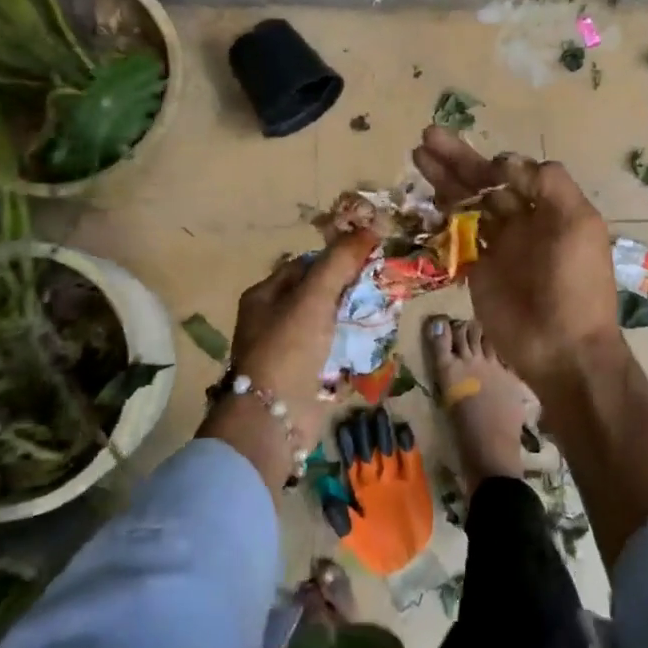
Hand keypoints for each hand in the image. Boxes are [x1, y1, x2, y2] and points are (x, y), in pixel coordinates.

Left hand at [228, 228, 377, 444]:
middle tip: (380, 287)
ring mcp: (288, 352)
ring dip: (353, 320)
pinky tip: (374, 344)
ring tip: (383, 313)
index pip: (304, 266)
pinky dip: (352, 349)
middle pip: (318, 296)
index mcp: (264, 297)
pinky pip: (333, 354)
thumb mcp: (314, 297)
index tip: (367, 259)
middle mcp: (272, 322)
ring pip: (328, 325)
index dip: (335, 260)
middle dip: (348, 291)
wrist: (273, 419)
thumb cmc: (288, 348)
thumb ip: (340, 262)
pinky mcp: (305, 378)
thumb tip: (371, 227)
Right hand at [411, 126, 620, 391]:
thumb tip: (506, 162)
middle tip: (427, 136)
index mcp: (550, 208)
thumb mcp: (578, 224)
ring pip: (466, 204)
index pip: (516, 174)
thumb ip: (549, 184)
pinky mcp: (477, 269)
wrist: (563, 348)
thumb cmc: (575, 283)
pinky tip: (424, 198)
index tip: (487, 168)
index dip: (496, 164)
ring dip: (444, 179)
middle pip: (485, 183)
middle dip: (457, 160)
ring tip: (417, 153)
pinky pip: (456, 236)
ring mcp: (498, 246)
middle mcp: (523, 221)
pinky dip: (441, 216)